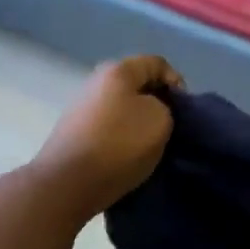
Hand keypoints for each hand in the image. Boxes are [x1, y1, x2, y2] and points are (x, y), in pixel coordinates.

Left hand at [34, 56, 183, 217]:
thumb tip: (152, 110)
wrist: (66, 184)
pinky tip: (127, 155)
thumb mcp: (161, 120)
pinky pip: (107, 126)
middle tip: (169, 126)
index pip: (158, 64)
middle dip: (157, 102)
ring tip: (150, 144)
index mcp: (118, 70)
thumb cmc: (119, 144)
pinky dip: (121, 136)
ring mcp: (81, 107)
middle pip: (137, 84)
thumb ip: (165, 106)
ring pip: (122, 106)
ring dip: (138, 121)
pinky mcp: (73, 132)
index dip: (177, 83)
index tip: (183, 110)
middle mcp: (96, 81)